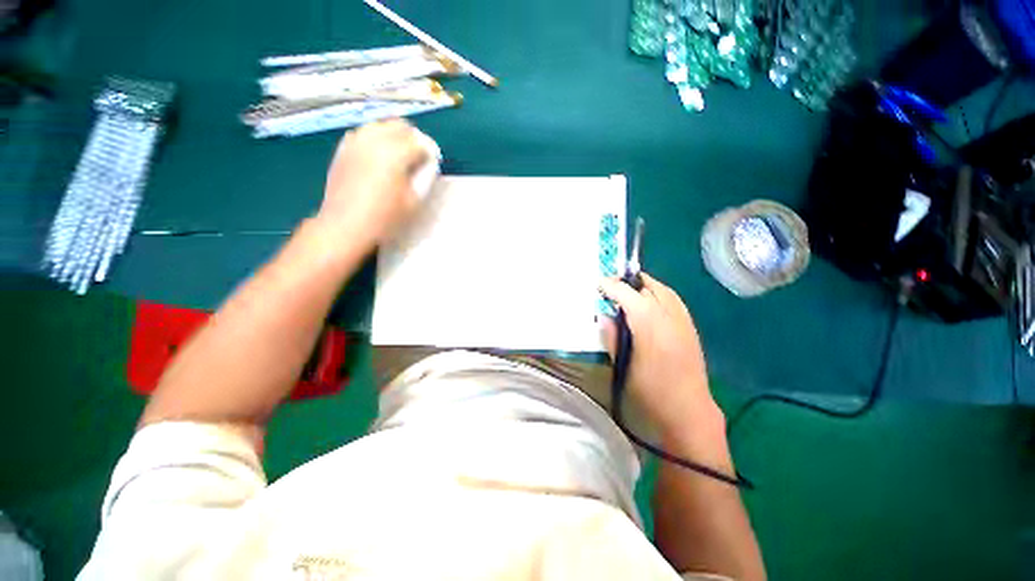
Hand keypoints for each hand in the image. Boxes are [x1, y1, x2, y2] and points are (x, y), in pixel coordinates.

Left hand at [317, 119, 432, 246]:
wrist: (344, 226)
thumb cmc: (384, 218)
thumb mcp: (414, 201)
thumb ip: (426, 177)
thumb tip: (430, 163)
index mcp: (394, 153)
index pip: (420, 141)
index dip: (430, 151)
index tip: (433, 163)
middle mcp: (374, 140)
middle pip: (401, 126)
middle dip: (414, 139)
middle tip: (419, 158)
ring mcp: (355, 141)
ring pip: (381, 125)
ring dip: (395, 136)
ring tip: (399, 156)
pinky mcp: (343, 148)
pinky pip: (365, 133)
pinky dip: (377, 139)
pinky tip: (379, 156)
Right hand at [599, 273, 721, 436]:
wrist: (688, 410)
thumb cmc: (651, 391)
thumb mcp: (623, 365)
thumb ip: (612, 337)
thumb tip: (603, 316)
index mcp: (649, 324)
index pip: (627, 294)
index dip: (611, 286)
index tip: (598, 283)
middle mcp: (668, 316)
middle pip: (647, 287)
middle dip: (627, 283)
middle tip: (610, 287)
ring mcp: (682, 320)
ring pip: (663, 289)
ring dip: (644, 285)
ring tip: (628, 289)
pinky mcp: (690, 327)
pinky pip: (674, 299)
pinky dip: (659, 293)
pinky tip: (650, 302)